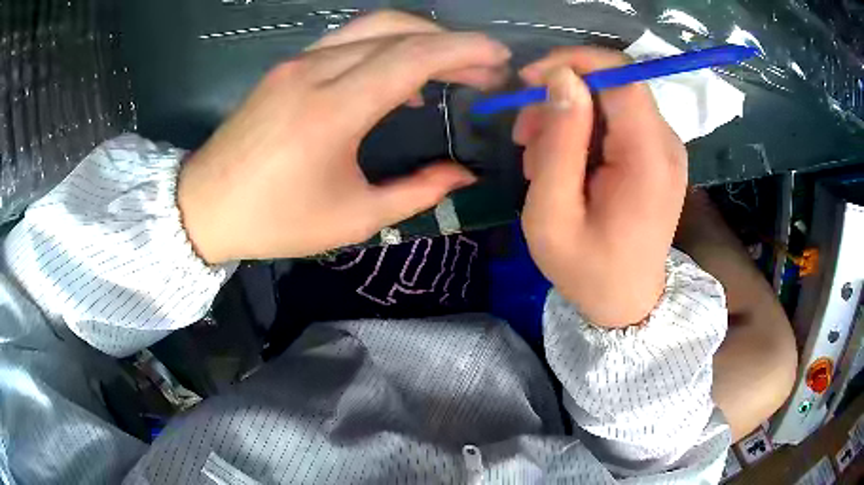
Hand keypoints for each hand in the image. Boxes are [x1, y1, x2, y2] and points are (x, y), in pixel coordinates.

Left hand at [178, 11, 509, 262]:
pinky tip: (402, 75)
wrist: (205, 206)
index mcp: (333, 110)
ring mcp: (297, 63)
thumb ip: (416, 192)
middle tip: (485, 66)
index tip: (499, 58)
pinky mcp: (287, 67)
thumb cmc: (274, 220)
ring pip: (372, 27)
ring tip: (452, 64)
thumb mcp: (352, 219)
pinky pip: (348, 41)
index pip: (412, 57)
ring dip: (420, 37)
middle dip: (451, 42)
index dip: (464, 50)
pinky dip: (386, 47)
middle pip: (397, 31)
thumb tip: (462, 175)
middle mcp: (315, 71)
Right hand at [515, 47, 686, 327]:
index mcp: (648, 159)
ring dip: (570, 117)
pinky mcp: (659, 156)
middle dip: (563, 97)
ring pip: (612, 102)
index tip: (531, 79)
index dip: (574, 62)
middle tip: (525, 135)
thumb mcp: (553, 213)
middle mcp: (667, 145)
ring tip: (539, 158)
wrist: (626, 303)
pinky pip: (619, 123)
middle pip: (614, 86)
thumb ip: (559, 142)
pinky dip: (586, 132)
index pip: (621, 76)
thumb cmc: (586, 269)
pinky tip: (564, 164)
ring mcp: (667, 150)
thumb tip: (561, 78)